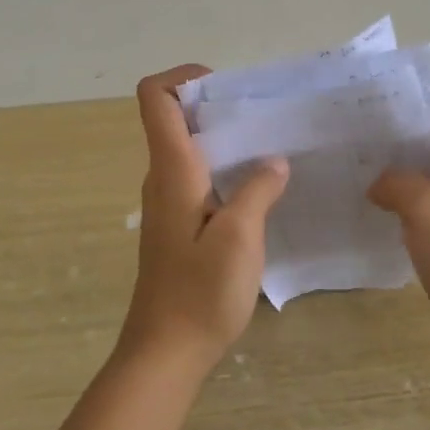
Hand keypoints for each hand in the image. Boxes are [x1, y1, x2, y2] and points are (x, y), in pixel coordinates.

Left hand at [122, 64, 288, 372]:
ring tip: (272, 148)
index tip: (226, 87)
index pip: (156, 99)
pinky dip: (225, 170)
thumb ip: (258, 190)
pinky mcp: (179, 226)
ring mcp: (168, 204)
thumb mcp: (240, 238)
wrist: (165, 353)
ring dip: (226, 141)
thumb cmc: (200, 293)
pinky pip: (199, 179)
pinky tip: (261, 190)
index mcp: (172, 170)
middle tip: (267, 116)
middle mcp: (163, 179)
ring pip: (191, 151)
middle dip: (218, 107)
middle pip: (176, 120)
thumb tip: (273, 161)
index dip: (183, 77)